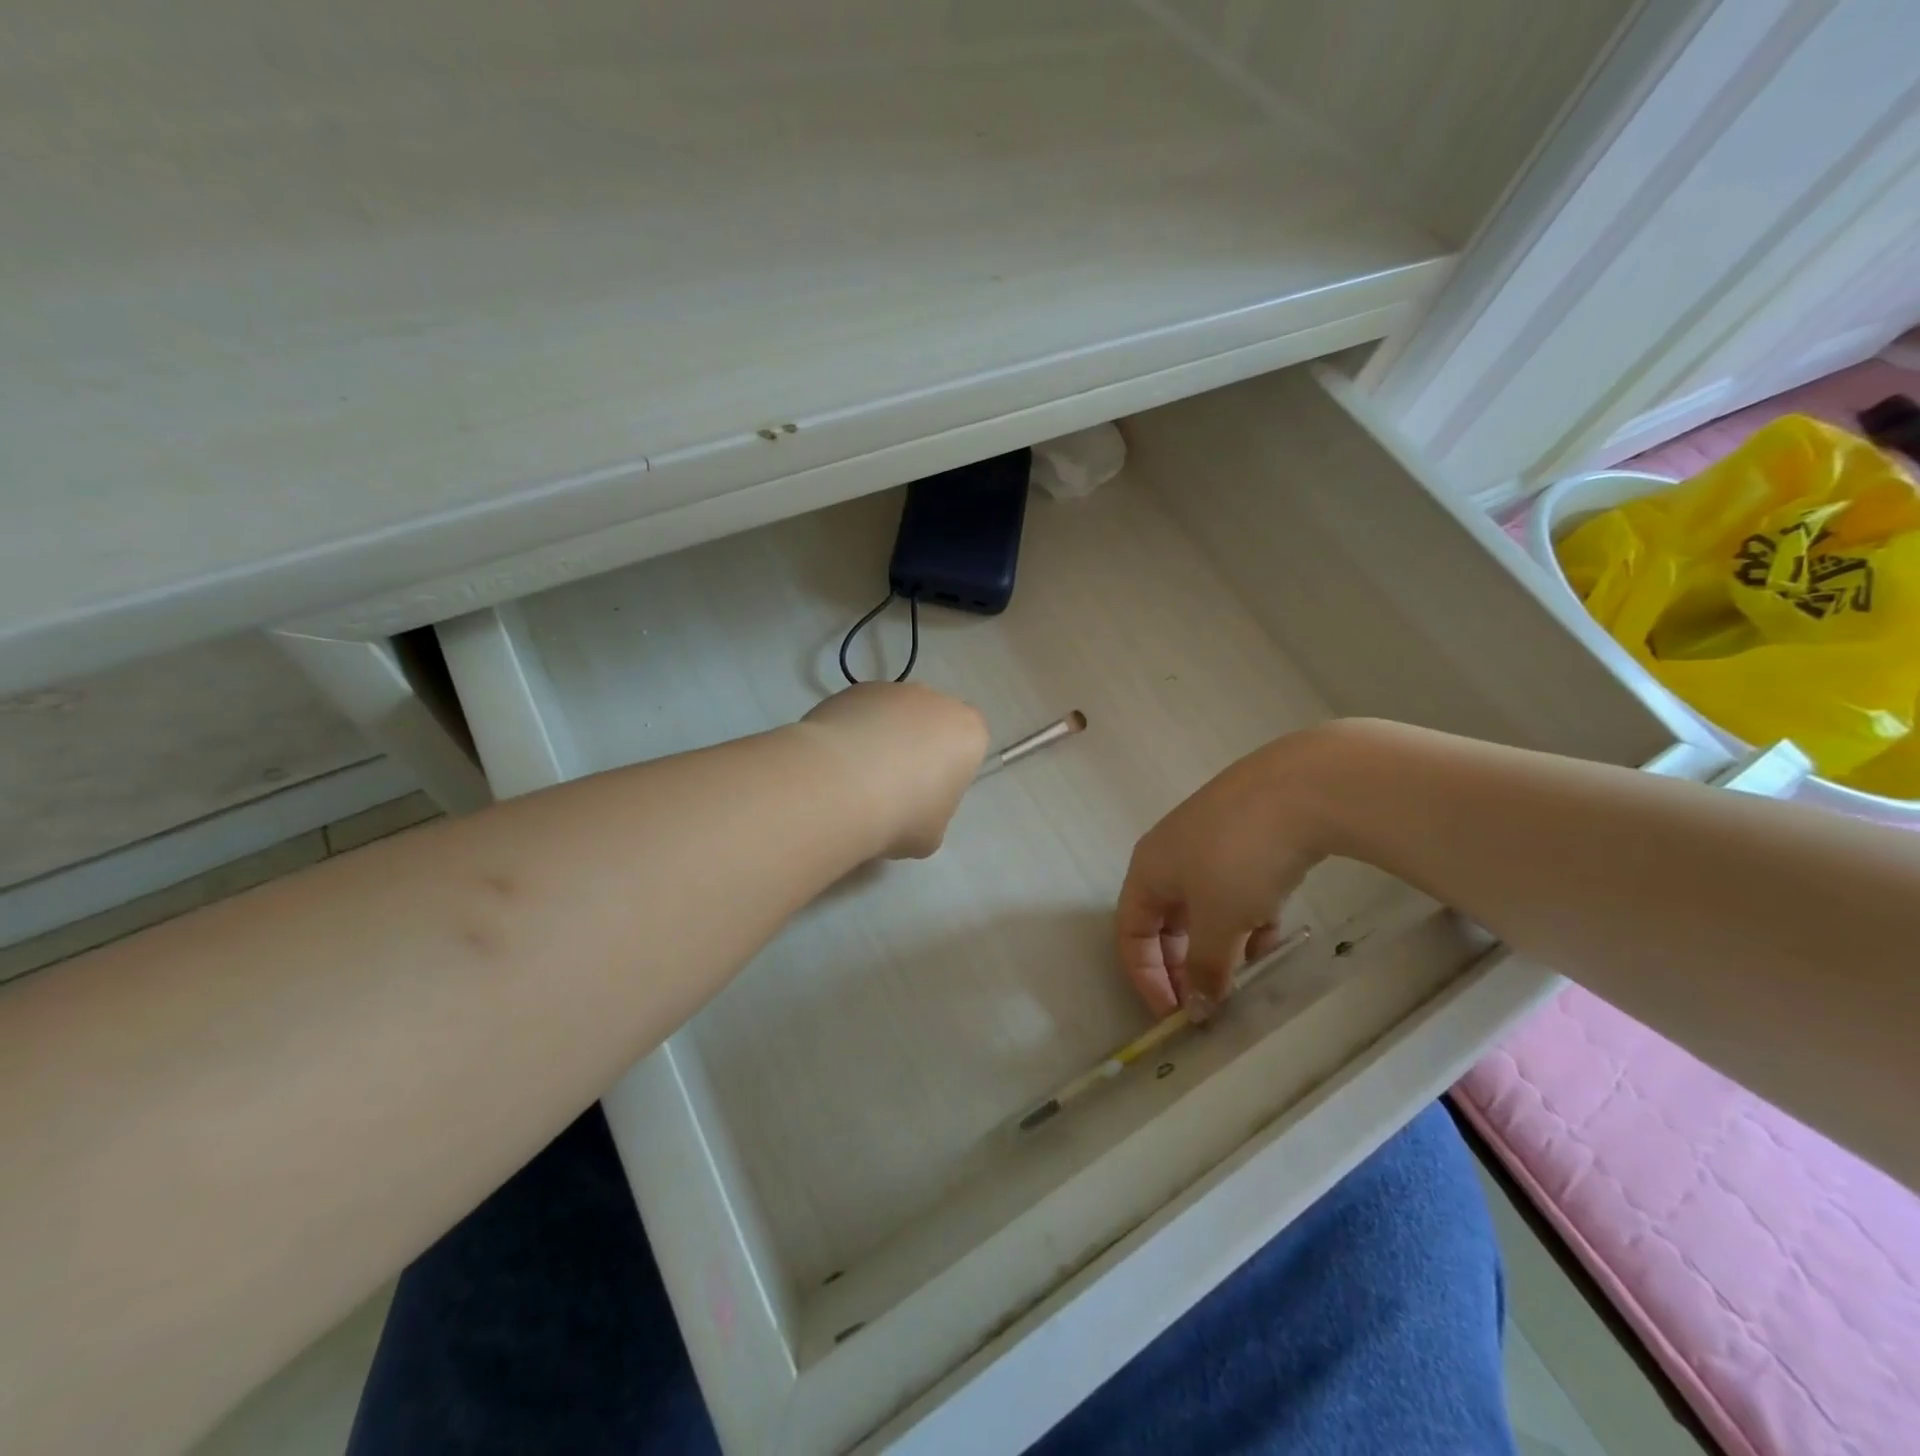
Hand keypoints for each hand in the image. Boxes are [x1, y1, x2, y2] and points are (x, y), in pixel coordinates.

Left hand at [800, 683, 988, 858]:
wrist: (838, 787)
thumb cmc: (902, 814)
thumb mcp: (932, 833)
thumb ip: (933, 813)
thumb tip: (912, 809)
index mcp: (969, 733)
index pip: (967, 750)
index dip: (946, 776)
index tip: (925, 799)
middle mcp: (936, 701)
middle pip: (931, 726)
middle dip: (915, 750)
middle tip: (891, 789)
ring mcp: (892, 690)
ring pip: (894, 717)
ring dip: (882, 739)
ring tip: (856, 779)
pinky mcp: (852, 690)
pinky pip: (861, 714)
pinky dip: (852, 733)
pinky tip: (836, 765)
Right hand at [1116, 731, 1333, 1016]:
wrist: (1300, 788)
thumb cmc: (1240, 858)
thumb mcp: (1220, 922)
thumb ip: (1205, 968)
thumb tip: (1198, 1008)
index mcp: (1148, 869)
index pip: (1130, 933)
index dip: (1146, 978)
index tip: (1176, 1015)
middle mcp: (1169, 852)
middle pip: (1165, 920)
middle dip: (1185, 962)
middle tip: (1212, 998)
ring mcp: (1208, 839)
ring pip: (1204, 905)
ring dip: (1220, 941)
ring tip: (1250, 964)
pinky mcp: (1246, 832)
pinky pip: (1233, 886)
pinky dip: (1246, 914)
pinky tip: (1272, 928)